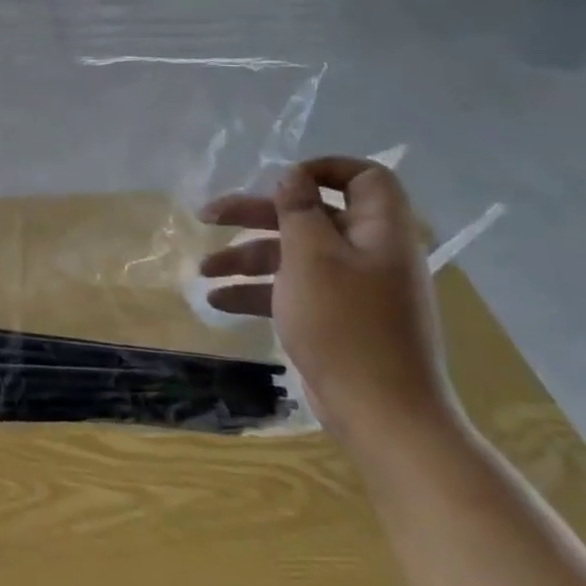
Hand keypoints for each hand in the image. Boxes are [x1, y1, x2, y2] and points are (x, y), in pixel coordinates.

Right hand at [199, 158, 455, 447]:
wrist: (382, 416)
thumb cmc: (345, 324)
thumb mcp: (312, 257)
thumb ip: (299, 210)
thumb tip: (293, 175)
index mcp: (378, 232)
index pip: (363, 177)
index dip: (321, 169)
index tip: (279, 180)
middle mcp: (369, 253)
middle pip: (309, 215)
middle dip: (255, 215)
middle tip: (208, 216)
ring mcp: (353, 288)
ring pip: (293, 254)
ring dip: (245, 257)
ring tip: (202, 270)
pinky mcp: (336, 318)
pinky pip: (293, 289)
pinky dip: (257, 292)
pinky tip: (218, 301)